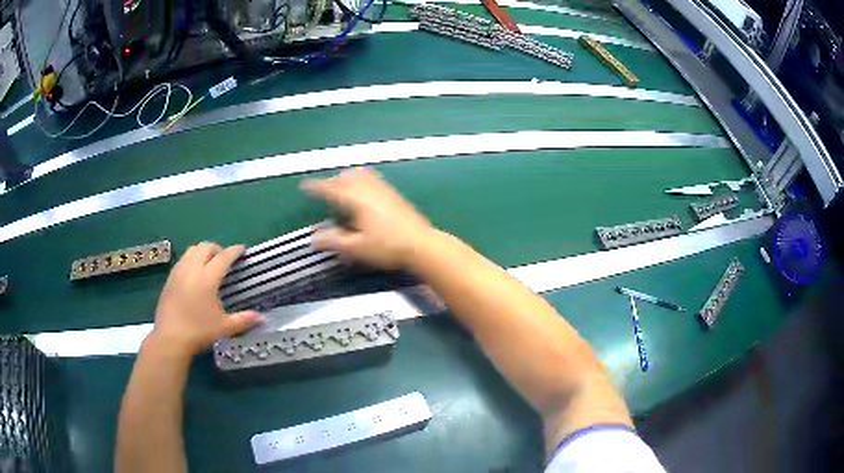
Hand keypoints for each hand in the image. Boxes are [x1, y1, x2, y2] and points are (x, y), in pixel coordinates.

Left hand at [149, 243, 262, 357]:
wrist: (170, 338)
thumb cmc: (199, 332)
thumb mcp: (224, 327)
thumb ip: (243, 319)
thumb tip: (262, 318)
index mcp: (207, 278)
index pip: (223, 257)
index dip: (234, 251)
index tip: (242, 249)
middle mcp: (192, 269)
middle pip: (205, 247)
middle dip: (217, 248)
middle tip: (224, 259)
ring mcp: (178, 272)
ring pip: (192, 250)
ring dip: (203, 251)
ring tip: (208, 264)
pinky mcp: (169, 278)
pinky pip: (182, 260)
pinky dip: (191, 260)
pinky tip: (194, 274)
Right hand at [301, 167, 434, 269]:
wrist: (421, 244)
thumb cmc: (387, 247)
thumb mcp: (356, 248)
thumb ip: (333, 241)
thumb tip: (313, 238)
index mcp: (356, 199)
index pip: (330, 188)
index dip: (316, 187)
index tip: (305, 186)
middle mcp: (368, 188)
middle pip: (345, 177)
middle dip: (331, 182)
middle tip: (322, 190)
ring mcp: (382, 188)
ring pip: (359, 174)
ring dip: (346, 178)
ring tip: (340, 187)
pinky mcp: (393, 193)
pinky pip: (371, 178)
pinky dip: (359, 179)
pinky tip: (362, 191)